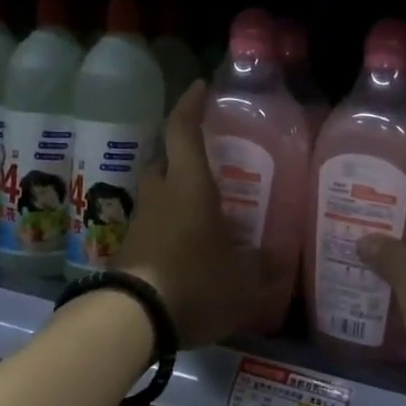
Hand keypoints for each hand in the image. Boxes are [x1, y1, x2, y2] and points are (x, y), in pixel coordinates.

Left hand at [116, 81, 275, 349]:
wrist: (131, 319)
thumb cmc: (194, 282)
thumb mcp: (242, 279)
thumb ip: (261, 265)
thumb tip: (275, 259)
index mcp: (189, 186)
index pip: (184, 131)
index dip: (191, 105)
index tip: (201, 87)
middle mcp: (161, 194)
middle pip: (166, 160)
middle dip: (183, 154)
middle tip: (209, 161)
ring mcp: (141, 221)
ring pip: (158, 192)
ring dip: (175, 192)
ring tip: (203, 207)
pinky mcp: (129, 247)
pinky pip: (153, 222)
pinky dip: (169, 223)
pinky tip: (188, 244)